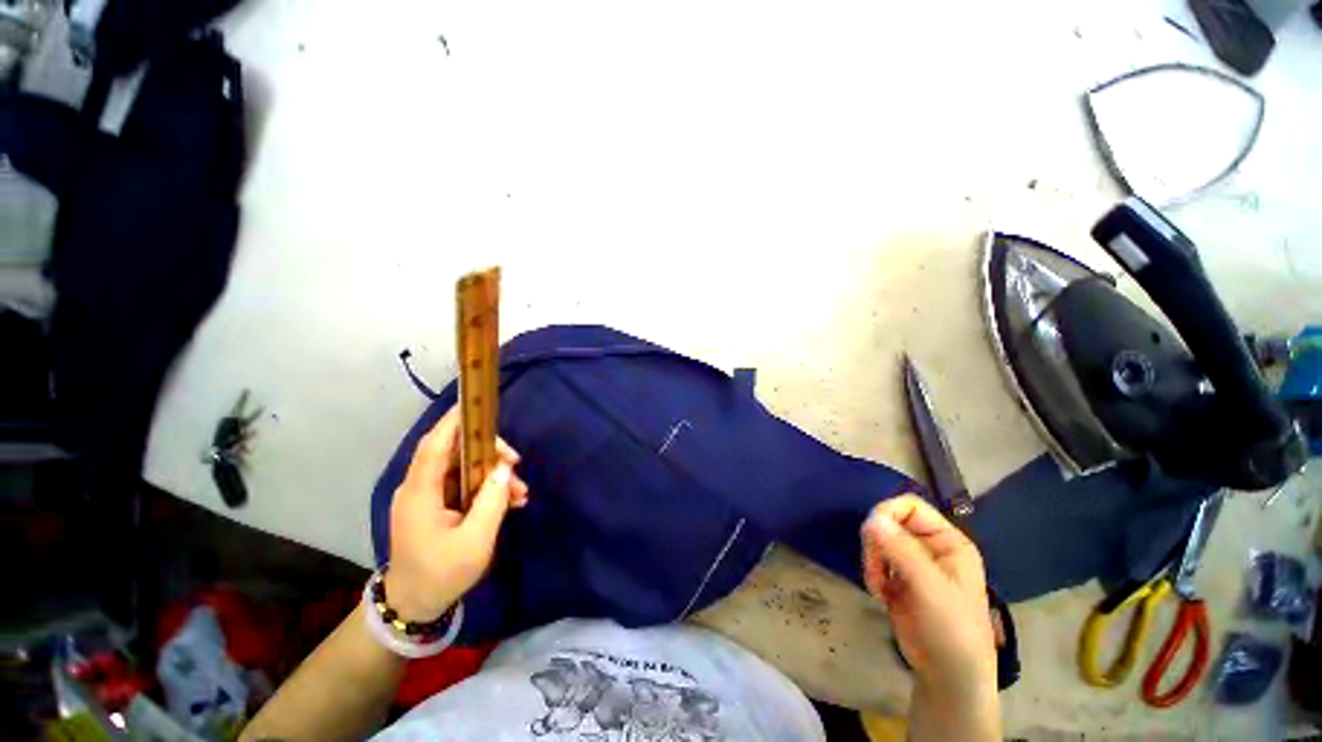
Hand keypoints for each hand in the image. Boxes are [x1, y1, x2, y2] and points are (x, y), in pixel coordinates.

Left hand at [385, 406, 528, 620]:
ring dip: (493, 474)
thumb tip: (504, 468)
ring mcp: (427, 496)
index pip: (435, 445)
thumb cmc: (442, 574)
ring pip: (463, 468)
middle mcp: (419, 487)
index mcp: (420, 493)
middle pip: (454, 452)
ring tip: (521, 493)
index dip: (453, 421)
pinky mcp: (436, 505)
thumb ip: (492, 500)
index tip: (476, 405)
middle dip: (489, 453)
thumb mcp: (476, 541)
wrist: (414, 605)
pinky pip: (464, 484)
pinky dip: (486, 487)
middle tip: (517, 464)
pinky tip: (510, 500)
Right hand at [861, 495, 996, 697]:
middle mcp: (929, 546)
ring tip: (879, 588)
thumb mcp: (930, 588)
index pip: (909, 506)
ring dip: (871, 561)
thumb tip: (871, 518)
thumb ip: (902, 551)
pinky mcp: (898, 578)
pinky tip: (880, 595)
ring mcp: (912, 562)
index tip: (872, 536)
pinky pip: (874, 560)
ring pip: (877, 540)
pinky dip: (871, 574)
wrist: (948, 676)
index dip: (887, 514)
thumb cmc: (952, 629)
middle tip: (876, 570)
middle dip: (877, 545)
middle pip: (888, 522)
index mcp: (947, 541)